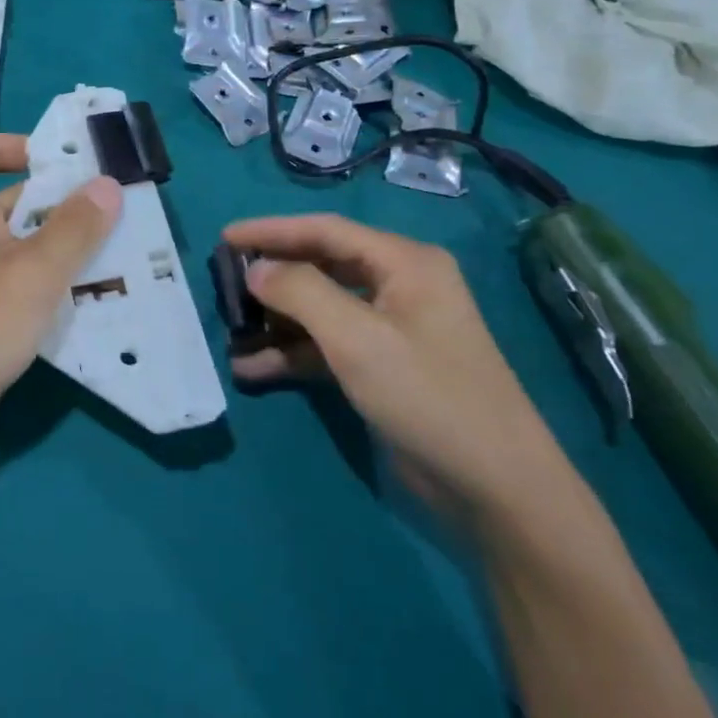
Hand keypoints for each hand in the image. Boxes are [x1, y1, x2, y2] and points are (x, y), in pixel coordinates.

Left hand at [0, 134, 121, 459]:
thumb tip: (106, 184)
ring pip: (17, 246)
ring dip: (59, 246)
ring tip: (111, 253)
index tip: (49, 161)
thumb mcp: (36, 273)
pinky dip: (47, 282)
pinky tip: (85, 299)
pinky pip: (16, 282)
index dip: (3, 145)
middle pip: (6, 200)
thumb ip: (74, 228)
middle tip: (107, 212)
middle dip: (55, 202)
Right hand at [224, 214, 572, 523]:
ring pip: (318, 309)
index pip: (325, 230)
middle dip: (271, 275)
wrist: (494, 487)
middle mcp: (397, 286)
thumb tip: (254, 268)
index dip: (271, 231)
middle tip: (223, 282)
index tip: (223, 238)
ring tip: (230, 331)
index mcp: (404, 263)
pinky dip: (290, 354)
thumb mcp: (357, 338)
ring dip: (275, 320)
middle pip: (320, 266)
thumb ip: (299, 292)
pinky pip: (325, 346)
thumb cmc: (427, 396)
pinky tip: (251, 368)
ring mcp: (390, 329)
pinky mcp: (381, 367)